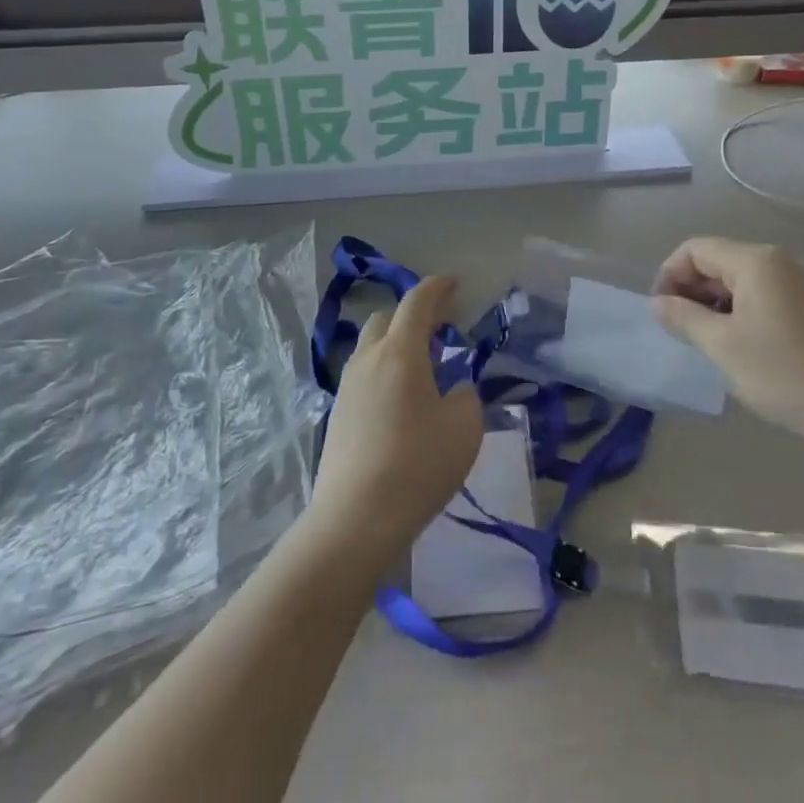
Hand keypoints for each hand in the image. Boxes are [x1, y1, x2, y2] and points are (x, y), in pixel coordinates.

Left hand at [307, 275, 483, 563]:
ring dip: (396, 344)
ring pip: (370, 348)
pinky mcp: (337, 416)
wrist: (355, 519)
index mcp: (400, 352)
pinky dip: (384, 372)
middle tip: (441, 330)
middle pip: (386, 319)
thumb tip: (454, 392)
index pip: (417, 302)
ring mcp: (347, 388)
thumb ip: (465, 398)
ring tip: (424, 368)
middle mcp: (368, 360)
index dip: (437, 287)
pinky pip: (363, 376)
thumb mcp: (464, 428)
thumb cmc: (418, 465)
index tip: (454, 283)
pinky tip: (401, 402)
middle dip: (413, 315)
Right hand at [652, 237, 803, 444]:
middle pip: (721, 260)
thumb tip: (658, 302)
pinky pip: (770, 295)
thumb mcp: (721, 345)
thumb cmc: (782, 372)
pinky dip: (746, 310)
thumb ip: (683, 317)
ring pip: (745, 279)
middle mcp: (782, 261)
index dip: (670, 275)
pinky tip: (744, 345)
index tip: (662, 312)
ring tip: (709, 340)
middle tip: (681, 329)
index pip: (696, 250)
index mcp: (756, 261)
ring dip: (718, 302)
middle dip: (693, 288)